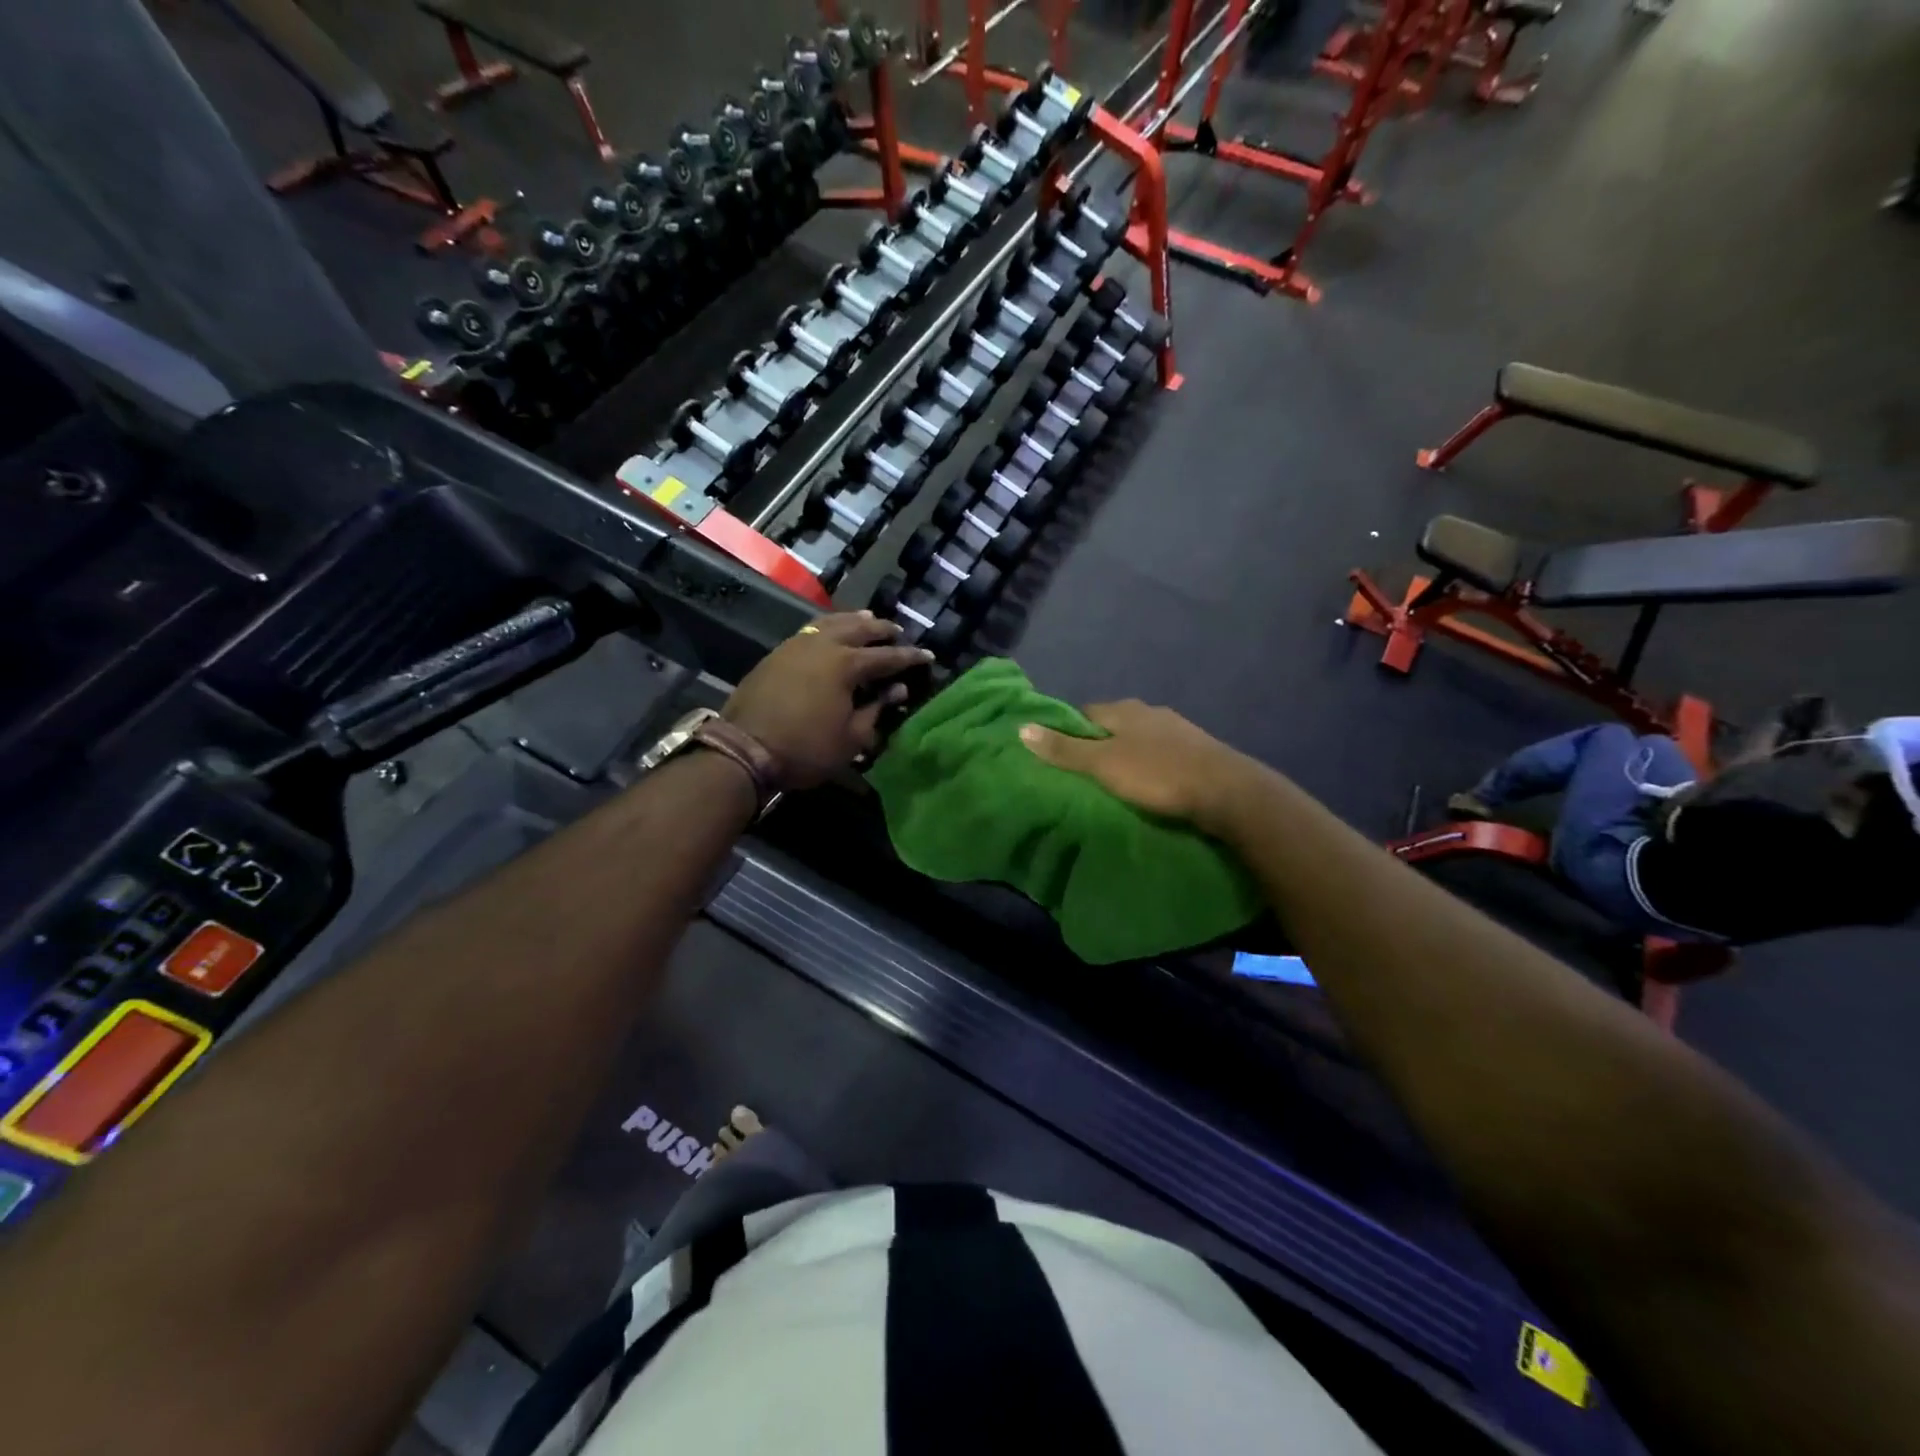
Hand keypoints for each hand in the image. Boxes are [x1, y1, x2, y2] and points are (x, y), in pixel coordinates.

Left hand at [724, 613, 931, 790]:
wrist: (745, 749)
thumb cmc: (806, 749)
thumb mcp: (851, 738)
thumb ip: (876, 709)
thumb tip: (897, 690)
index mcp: (846, 664)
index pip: (887, 657)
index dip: (910, 657)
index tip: (928, 655)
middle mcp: (823, 645)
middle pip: (859, 629)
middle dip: (882, 629)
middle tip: (897, 632)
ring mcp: (796, 645)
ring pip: (831, 622)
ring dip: (853, 621)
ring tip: (867, 620)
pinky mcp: (777, 653)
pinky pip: (809, 630)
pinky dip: (827, 627)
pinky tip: (830, 632)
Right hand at [1019, 700, 1261, 830]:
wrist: (1227, 792)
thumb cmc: (1158, 774)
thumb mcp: (1103, 764)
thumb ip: (1064, 749)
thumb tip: (1021, 727)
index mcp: (1125, 709)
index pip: (1084, 713)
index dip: (1068, 732)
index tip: (1058, 755)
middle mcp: (1150, 712)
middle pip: (1112, 725)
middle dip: (1098, 744)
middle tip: (1084, 775)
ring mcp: (1178, 730)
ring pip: (1139, 739)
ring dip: (1126, 755)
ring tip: (1115, 783)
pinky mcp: (1197, 751)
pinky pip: (1161, 754)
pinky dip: (1150, 766)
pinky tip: (1150, 784)